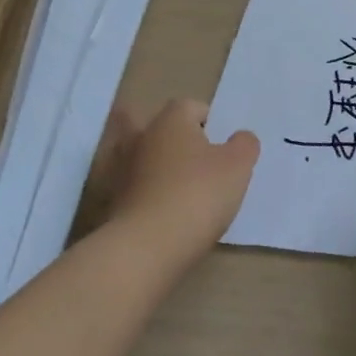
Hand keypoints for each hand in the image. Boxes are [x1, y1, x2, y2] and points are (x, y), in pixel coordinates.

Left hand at [99, 98, 259, 250]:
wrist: (146, 248)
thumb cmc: (198, 194)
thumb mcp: (238, 165)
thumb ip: (244, 144)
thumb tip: (239, 138)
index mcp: (171, 121)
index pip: (191, 106)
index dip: (209, 121)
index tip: (222, 145)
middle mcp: (141, 138)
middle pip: (158, 128)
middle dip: (174, 139)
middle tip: (196, 159)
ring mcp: (121, 172)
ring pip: (142, 158)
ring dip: (156, 167)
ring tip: (180, 187)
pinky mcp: (111, 205)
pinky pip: (133, 189)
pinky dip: (146, 194)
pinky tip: (165, 211)